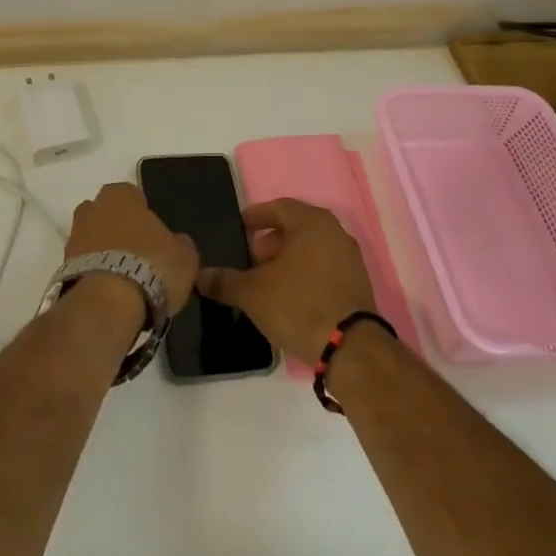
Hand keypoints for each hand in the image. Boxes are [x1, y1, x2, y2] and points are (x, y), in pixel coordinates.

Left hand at [65, 183, 199, 314]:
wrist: (107, 303)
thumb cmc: (151, 266)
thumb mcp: (185, 257)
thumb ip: (180, 244)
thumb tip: (176, 243)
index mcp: (121, 194)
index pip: (134, 196)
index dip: (145, 215)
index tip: (154, 237)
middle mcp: (92, 207)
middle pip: (108, 215)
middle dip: (119, 230)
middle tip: (138, 256)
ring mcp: (73, 237)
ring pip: (93, 239)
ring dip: (104, 253)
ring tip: (125, 280)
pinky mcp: (62, 267)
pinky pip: (84, 264)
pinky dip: (94, 274)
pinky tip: (110, 293)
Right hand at [196, 198, 376, 362]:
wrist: (351, 348)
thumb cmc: (299, 305)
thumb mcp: (252, 293)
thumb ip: (224, 281)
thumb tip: (198, 276)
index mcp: (311, 222)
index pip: (279, 207)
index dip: (256, 217)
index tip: (240, 228)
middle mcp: (334, 232)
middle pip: (296, 227)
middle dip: (271, 240)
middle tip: (251, 258)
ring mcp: (350, 258)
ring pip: (311, 248)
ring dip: (289, 258)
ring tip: (267, 280)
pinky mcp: (358, 284)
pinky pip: (324, 267)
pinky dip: (306, 273)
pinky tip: (290, 295)